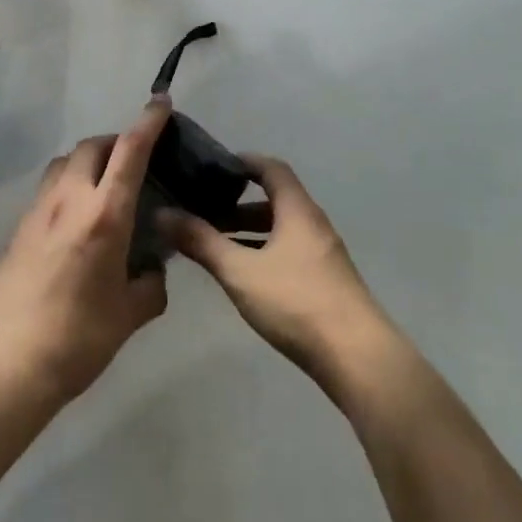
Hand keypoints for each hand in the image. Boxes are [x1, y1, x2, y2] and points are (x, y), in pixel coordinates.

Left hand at [0, 102, 171, 407]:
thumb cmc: (79, 339)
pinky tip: (74, 219)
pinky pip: (48, 189)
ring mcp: (38, 211)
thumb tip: (154, 271)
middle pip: (92, 146)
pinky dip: (67, 186)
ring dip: (87, 160)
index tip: (161, 102)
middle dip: (116, 141)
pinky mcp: (18, 228)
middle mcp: (69, 200)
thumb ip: (151, 285)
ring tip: (103, 185)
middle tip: (134, 160)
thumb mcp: (130, 315)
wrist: (8, 364)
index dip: (148, 122)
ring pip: (64, 162)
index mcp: (104, 215)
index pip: (130, 151)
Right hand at [160, 155, 392, 393]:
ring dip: (251, 232)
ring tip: (217, 245)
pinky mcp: (327, 283)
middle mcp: (314, 225)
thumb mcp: (240, 271)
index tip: (213, 168)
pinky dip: (265, 253)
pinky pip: (290, 253)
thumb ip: (201, 241)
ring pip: (282, 230)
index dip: (244, 162)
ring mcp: (324, 255)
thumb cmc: (296, 301)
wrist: (358, 358)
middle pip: (276, 200)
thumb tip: (162, 214)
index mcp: (297, 210)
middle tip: (204, 211)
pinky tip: (245, 277)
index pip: (272, 168)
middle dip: (239, 203)